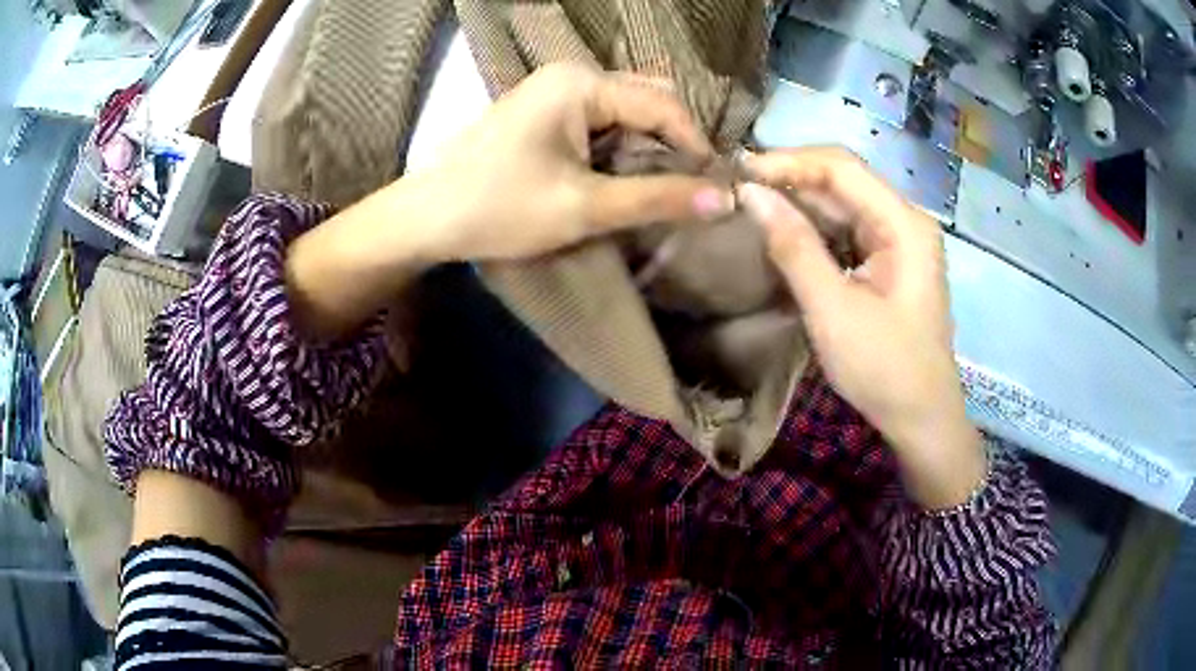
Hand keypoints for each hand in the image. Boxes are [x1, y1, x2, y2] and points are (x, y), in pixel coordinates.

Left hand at [398, 63, 735, 262]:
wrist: (428, 217)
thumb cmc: (499, 208)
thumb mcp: (584, 208)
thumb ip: (657, 199)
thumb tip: (725, 199)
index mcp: (582, 83)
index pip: (665, 105)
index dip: (696, 146)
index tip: (714, 190)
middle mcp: (574, 74)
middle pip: (650, 99)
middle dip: (675, 142)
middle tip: (690, 189)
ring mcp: (558, 89)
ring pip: (629, 109)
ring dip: (650, 146)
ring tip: (663, 188)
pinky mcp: (548, 109)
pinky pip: (605, 119)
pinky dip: (624, 146)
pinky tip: (626, 176)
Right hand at [738, 147, 985, 508]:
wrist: (922, 420)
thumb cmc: (884, 369)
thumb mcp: (833, 309)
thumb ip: (794, 247)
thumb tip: (750, 193)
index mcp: (904, 224)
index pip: (841, 168)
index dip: (788, 162)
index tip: (738, 170)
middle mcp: (905, 220)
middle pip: (844, 180)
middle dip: (791, 179)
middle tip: (737, 186)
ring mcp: (899, 241)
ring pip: (843, 204)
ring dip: (799, 203)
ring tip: (750, 204)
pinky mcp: (890, 261)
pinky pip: (847, 231)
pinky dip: (814, 229)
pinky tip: (783, 232)